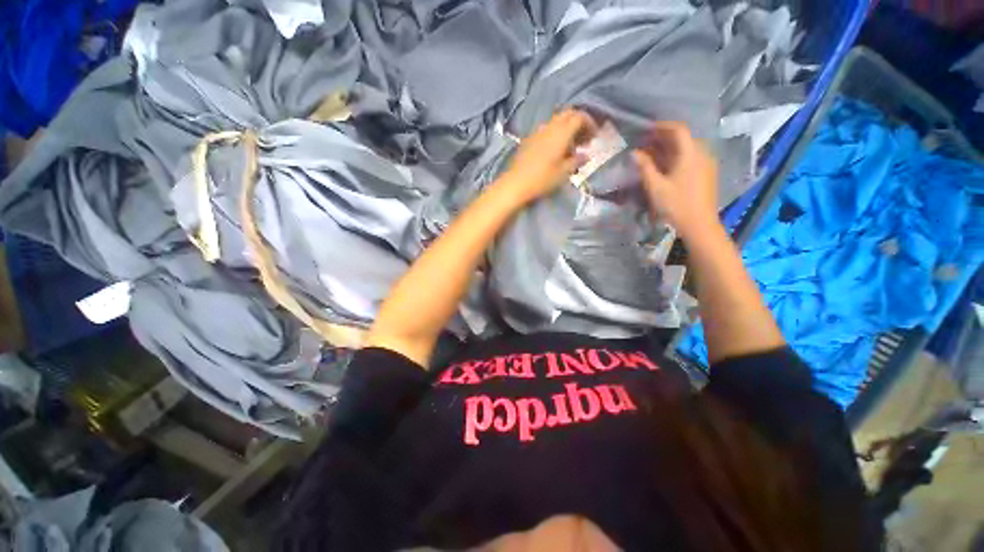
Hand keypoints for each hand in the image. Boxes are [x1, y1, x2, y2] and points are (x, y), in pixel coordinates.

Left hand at [501, 109, 597, 203]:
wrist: (515, 184)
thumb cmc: (542, 179)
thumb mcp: (564, 172)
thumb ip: (577, 161)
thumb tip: (585, 155)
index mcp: (561, 132)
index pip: (579, 116)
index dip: (590, 123)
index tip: (594, 137)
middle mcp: (549, 127)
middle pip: (567, 115)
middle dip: (578, 123)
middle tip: (583, 140)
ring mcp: (537, 132)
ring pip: (556, 122)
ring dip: (566, 130)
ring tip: (570, 148)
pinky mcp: (528, 140)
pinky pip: (546, 131)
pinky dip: (555, 135)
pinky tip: (555, 151)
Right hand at [633, 122, 719, 238]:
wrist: (699, 225)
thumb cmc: (676, 205)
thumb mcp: (655, 187)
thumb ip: (645, 167)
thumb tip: (635, 153)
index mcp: (690, 154)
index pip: (678, 130)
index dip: (662, 127)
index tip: (647, 129)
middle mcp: (702, 154)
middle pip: (684, 138)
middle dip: (664, 138)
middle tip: (646, 143)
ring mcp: (707, 164)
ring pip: (687, 148)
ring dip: (670, 148)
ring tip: (653, 154)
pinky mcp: (707, 174)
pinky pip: (691, 158)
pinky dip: (677, 157)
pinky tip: (666, 166)